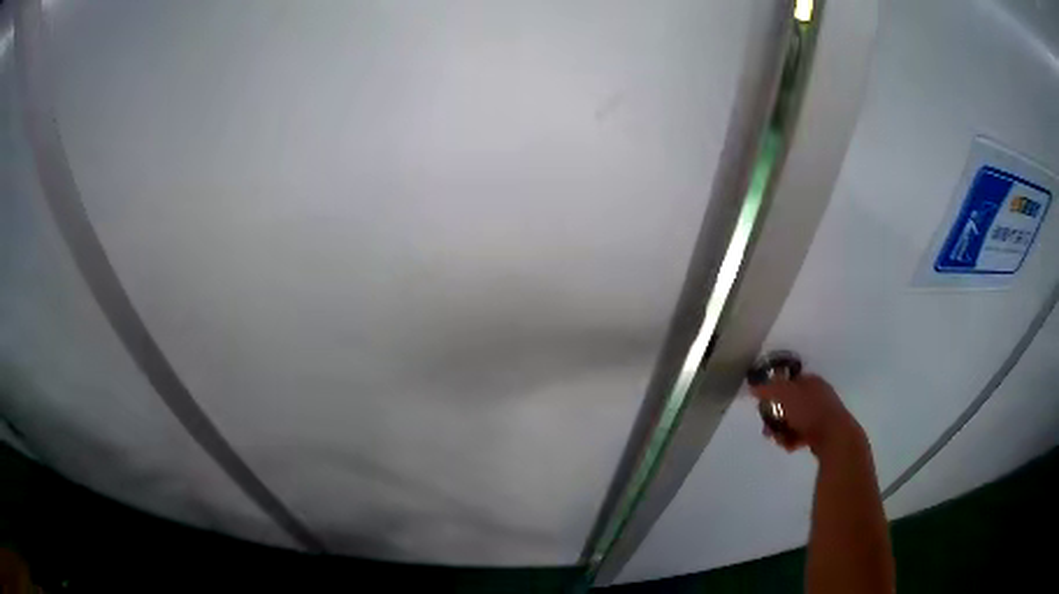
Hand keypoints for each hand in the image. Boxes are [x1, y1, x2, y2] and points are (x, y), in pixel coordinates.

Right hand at [749, 374, 863, 456]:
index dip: (774, 391)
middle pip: (789, 403)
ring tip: (779, 440)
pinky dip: (793, 439)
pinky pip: (802, 434)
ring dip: (782, 430)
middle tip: (768, 428)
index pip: (788, 381)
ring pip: (794, 420)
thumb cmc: (810, 411)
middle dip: (776, 416)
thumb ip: (768, 389)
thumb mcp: (785, 395)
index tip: (763, 404)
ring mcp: (821, 414)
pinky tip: (790, 446)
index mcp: (811, 381)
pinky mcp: (822, 432)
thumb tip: (752, 385)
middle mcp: (817, 394)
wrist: (835, 437)